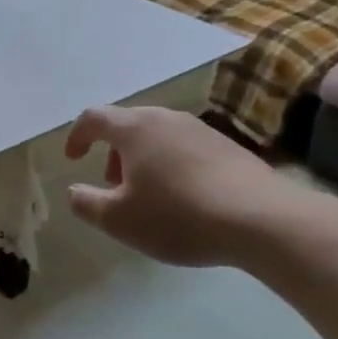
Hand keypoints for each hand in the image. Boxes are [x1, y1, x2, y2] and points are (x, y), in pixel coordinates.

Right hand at [64, 108, 297, 267]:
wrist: (265, 220)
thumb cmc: (179, 215)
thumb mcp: (119, 220)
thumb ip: (86, 203)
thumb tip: (75, 191)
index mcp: (134, 129)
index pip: (93, 118)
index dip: (77, 136)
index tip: (73, 159)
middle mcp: (166, 119)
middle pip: (127, 125)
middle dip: (112, 152)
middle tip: (112, 184)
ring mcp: (201, 130)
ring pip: (158, 136)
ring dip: (143, 159)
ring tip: (149, 195)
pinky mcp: (229, 147)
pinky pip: (186, 148)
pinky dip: (172, 165)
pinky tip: (185, 199)